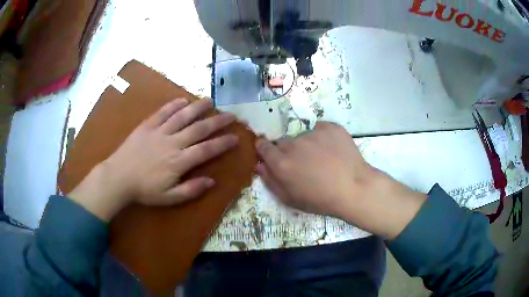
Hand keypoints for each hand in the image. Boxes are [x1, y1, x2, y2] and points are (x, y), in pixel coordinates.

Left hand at [69, 98, 237, 221]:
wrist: (118, 177)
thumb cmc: (144, 190)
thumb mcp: (169, 198)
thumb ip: (191, 190)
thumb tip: (212, 182)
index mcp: (179, 161)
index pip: (206, 150)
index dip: (222, 143)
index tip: (235, 137)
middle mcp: (173, 143)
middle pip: (199, 129)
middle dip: (217, 122)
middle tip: (230, 115)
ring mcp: (159, 131)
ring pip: (182, 116)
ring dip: (197, 107)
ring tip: (210, 100)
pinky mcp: (147, 125)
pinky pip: (162, 112)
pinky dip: (173, 105)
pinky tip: (182, 100)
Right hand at [256, 122, 425, 238]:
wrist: (354, 188)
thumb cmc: (321, 200)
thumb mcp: (290, 199)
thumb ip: (270, 181)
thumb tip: (259, 164)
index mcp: (282, 162)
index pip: (263, 146)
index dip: (264, 149)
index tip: (270, 153)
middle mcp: (294, 144)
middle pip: (284, 143)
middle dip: (288, 151)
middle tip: (304, 164)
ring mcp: (313, 133)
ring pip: (303, 136)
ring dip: (307, 145)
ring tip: (323, 159)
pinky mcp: (331, 127)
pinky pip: (320, 130)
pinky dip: (323, 138)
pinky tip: (333, 151)